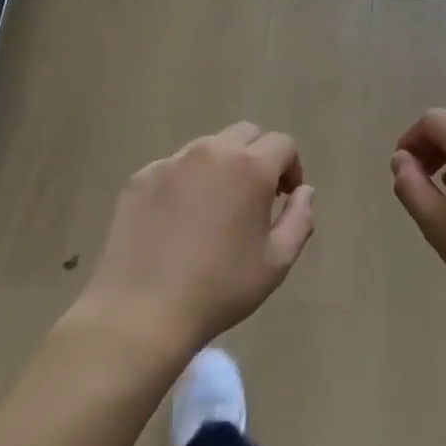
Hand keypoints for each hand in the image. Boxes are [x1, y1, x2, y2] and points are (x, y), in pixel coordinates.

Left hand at [80, 122, 314, 356]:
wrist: (141, 312)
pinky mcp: (140, 178)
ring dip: (222, 166)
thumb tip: (304, 191)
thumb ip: (300, 218)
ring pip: (208, 147)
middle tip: (256, 196)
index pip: (283, 144)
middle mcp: (211, 152)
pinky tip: (179, 221)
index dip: (292, 168)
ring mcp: (171, 162)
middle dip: (259, 157)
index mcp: (250, 167)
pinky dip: (186, 182)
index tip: (285, 198)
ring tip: (216, 208)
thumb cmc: (220, 289)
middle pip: (246, 134)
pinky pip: (174, 167)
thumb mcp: (277, 261)